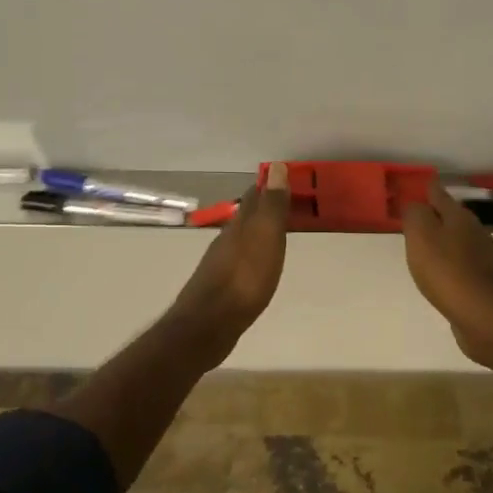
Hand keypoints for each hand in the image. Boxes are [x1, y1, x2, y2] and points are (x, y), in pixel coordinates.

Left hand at [167, 164, 291, 359]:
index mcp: (238, 226)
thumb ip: (271, 205)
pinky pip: (238, 263)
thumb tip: (275, 166)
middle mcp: (225, 240)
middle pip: (245, 218)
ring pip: (240, 240)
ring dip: (255, 233)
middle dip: (262, 209)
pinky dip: (249, 256)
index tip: (283, 180)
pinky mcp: (219, 288)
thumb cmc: (244, 279)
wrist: (209, 325)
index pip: (253, 197)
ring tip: (272, 234)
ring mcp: (219, 264)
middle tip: (282, 205)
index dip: (267, 187)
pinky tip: (255, 266)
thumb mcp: (265, 238)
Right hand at [402, 180, 492, 366]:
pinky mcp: (484, 283)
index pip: (439, 194)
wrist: (484, 316)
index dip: (426, 188)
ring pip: (458, 240)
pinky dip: (449, 263)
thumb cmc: (447, 271)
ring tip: (424, 245)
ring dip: (443, 240)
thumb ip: (415, 215)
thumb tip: (414, 204)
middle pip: (451, 217)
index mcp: (459, 217)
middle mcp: (475, 232)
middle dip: (434, 215)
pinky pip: (461, 265)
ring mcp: (483, 258)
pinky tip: (441, 273)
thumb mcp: (421, 236)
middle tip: (415, 217)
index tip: (415, 185)